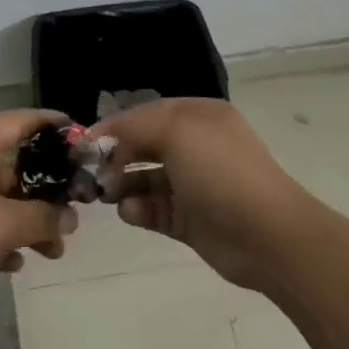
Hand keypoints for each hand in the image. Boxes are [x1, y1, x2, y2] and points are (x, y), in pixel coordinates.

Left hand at [0, 110, 77, 314]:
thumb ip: (43, 218)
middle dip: (46, 188)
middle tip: (74, 210)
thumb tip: (70, 216)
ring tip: (54, 250)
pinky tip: (14, 264)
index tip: (82, 139)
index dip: (53, 125)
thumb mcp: (4, 225)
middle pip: (13, 161)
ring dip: (26, 219)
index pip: (22, 119)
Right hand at [90, 97, 306, 293]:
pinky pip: (152, 210)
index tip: (82, 144)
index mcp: (197, 117)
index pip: (145, 114)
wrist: (266, 234)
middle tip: (88, 173)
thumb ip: (133, 127)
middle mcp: (195, 146)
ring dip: (121, 185)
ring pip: (143, 179)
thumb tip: (102, 138)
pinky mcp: (188, 219)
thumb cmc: (220, 171)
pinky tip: (132, 212)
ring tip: (107, 194)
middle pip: (142, 146)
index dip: (114, 126)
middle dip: (114, 157)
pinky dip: (137, 210)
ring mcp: (192, 185)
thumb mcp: (176, 131)